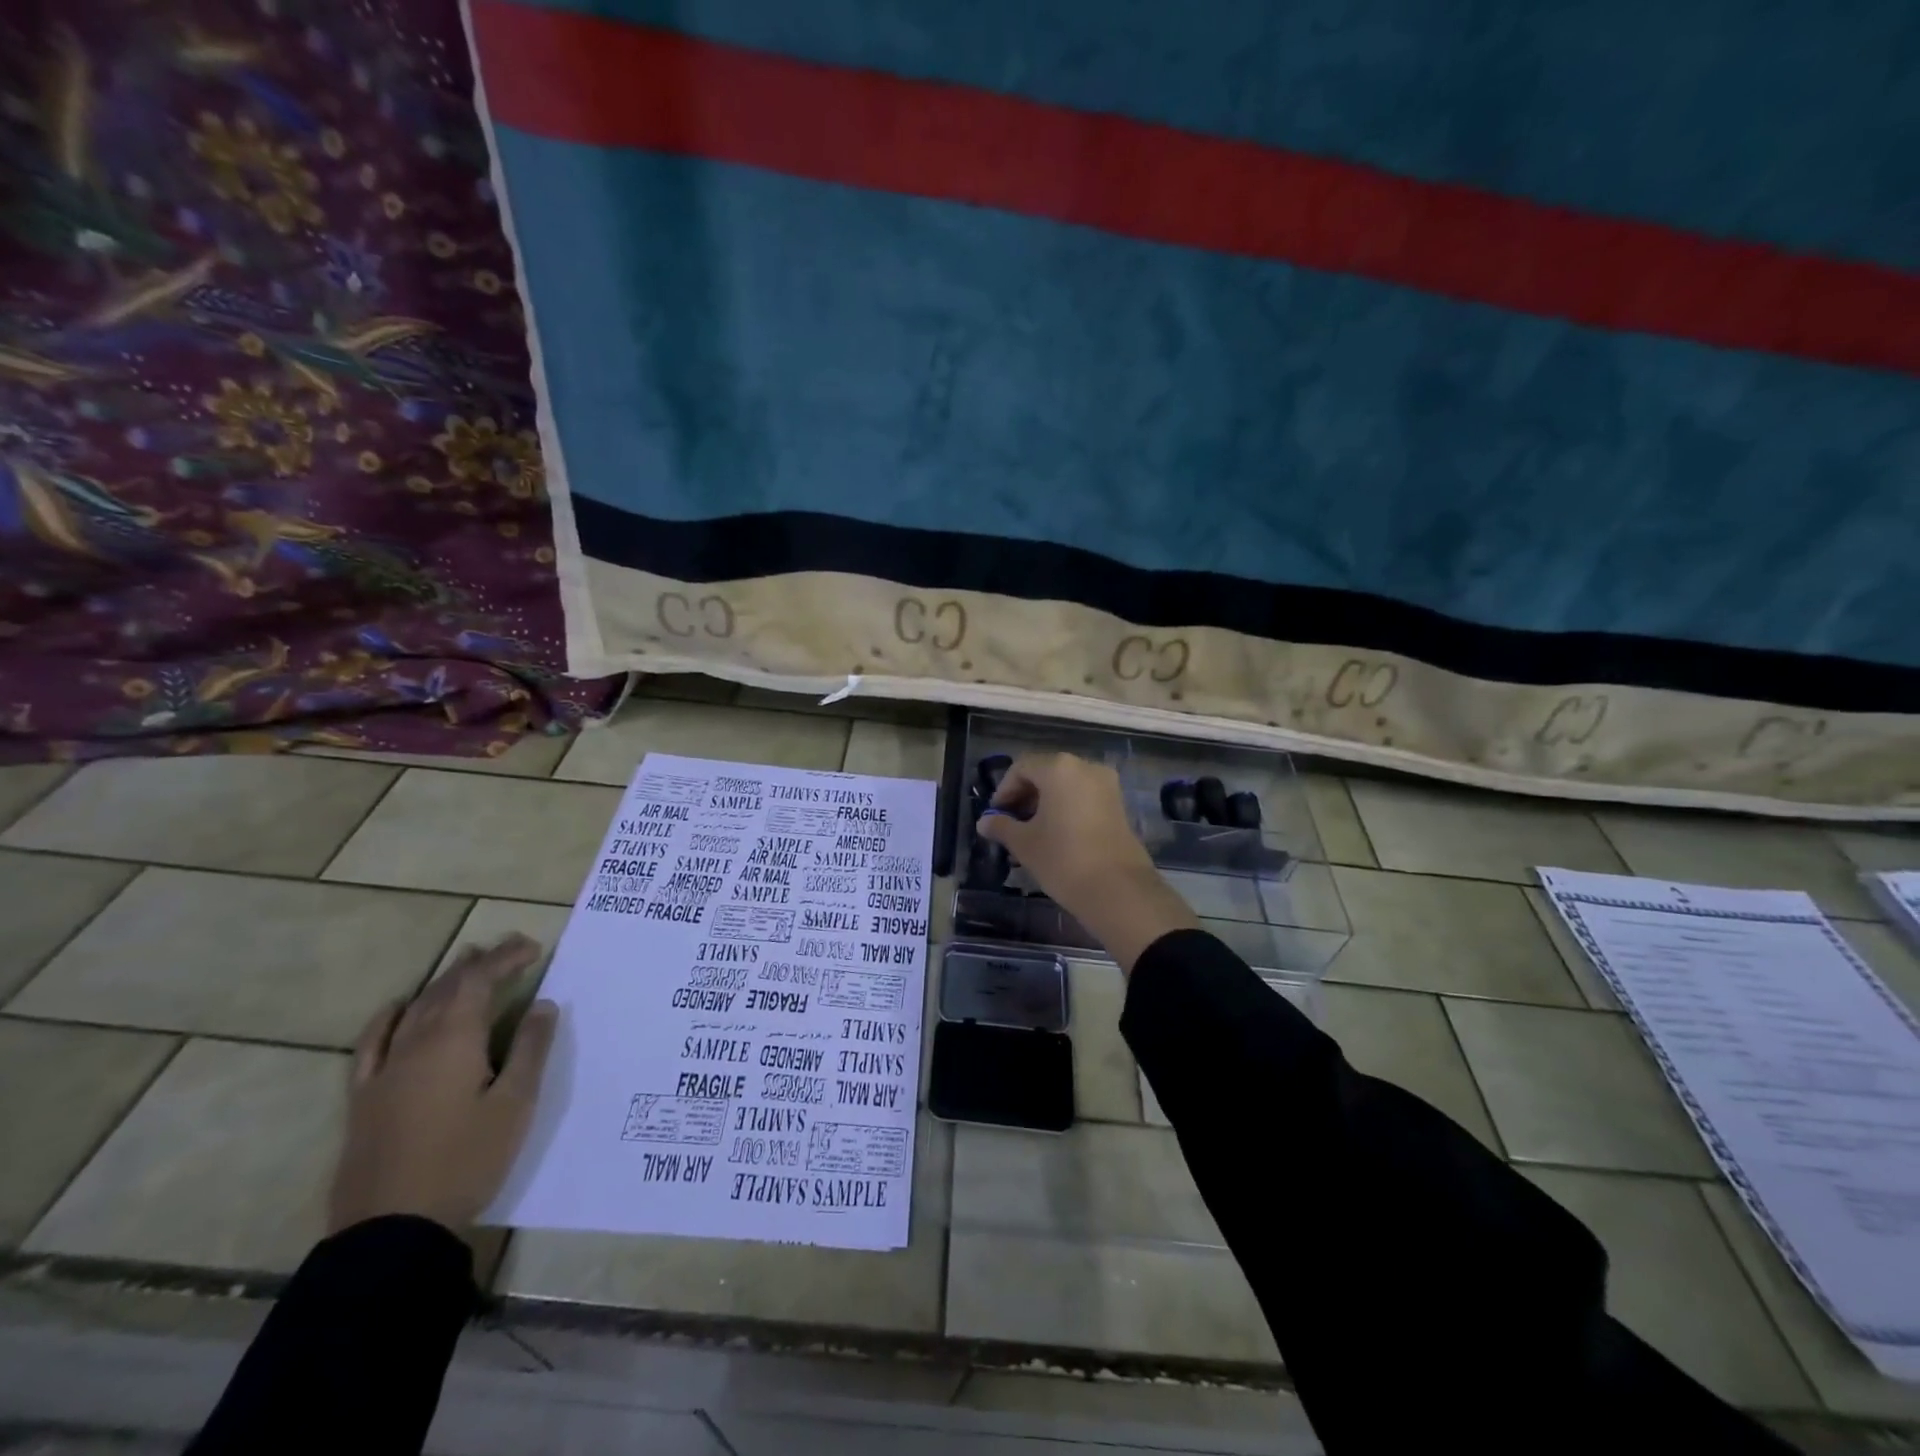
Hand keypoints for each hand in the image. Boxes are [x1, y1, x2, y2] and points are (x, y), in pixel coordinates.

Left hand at [329, 934, 558, 1234]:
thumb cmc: (466, 1161)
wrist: (393, 1229)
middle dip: (479, 963)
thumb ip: (530, 1049)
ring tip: (465, 961)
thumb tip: (541, 1004)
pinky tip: (398, 1007)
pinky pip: (373, 1042)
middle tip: (508, 948)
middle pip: (447, 988)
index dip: (506, 958)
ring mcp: (384, 1070)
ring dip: (443, 981)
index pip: (480, 981)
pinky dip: (388, 1017)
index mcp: (454, 1040)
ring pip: (415, 1008)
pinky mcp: (364, 1097)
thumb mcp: (516, 1104)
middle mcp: (415, 1044)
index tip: (533, 947)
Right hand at [979, 753, 1196, 970]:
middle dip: (1024, 796)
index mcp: (1059, 768)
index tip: (995, 816)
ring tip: (1031, 833)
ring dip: (1045, 803)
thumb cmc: (1063, 859)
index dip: (1004, 790)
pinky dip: (1066, 809)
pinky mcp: (1118, 805)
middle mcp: (1085, 767)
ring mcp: (1107, 785)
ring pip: (1066, 786)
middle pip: (1045, 772)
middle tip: (1010, 824)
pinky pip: (1083, 797)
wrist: (1118, 890)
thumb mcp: (1024, 843)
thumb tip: (984, 822)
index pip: (1022, 767)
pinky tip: (1055, 836)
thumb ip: (1001, 826)